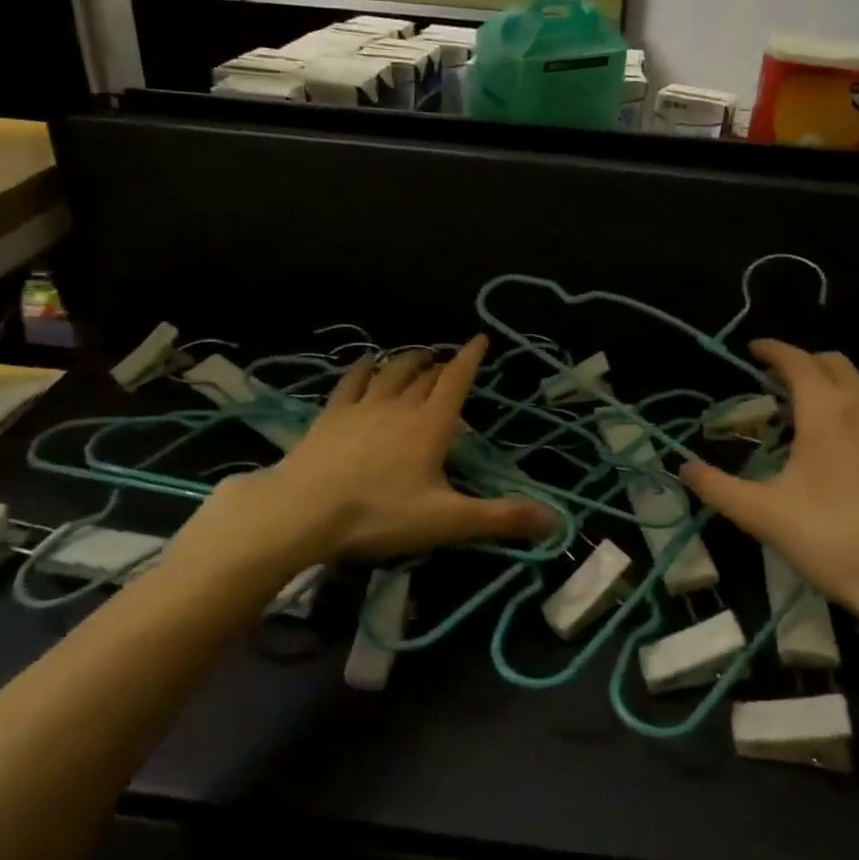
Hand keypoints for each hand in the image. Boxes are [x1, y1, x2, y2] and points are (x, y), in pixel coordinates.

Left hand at [206, 335, 555, 566]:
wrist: (303, 511)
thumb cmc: (379, 514)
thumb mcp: (447, 521)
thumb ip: (500, 518)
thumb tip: (555, 519)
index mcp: (431, 424)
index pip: (457, 380)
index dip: (471, 358)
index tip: (481, 338)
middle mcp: (399, 405)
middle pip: (425, 375)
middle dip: (441, 364)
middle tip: (449, 361)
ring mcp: (362, 406)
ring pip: (391, 372)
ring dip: (408, 360)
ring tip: (418, 355)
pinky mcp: (331, 414)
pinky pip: (352, 381)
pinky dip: (364, 368)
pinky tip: (366, 363)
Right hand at [679, 340, 858, 654]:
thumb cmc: (831, 540)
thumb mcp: (762, 515)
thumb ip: (717, 487)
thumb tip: (684, 468)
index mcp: (826, 413)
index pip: (797, 361)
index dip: (773, 350)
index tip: (753, 350)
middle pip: (833, 364)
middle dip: (802, 363)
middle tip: (774, 382)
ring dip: (828, 391)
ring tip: (802, 421)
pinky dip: (852, 417)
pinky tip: (841, 456)